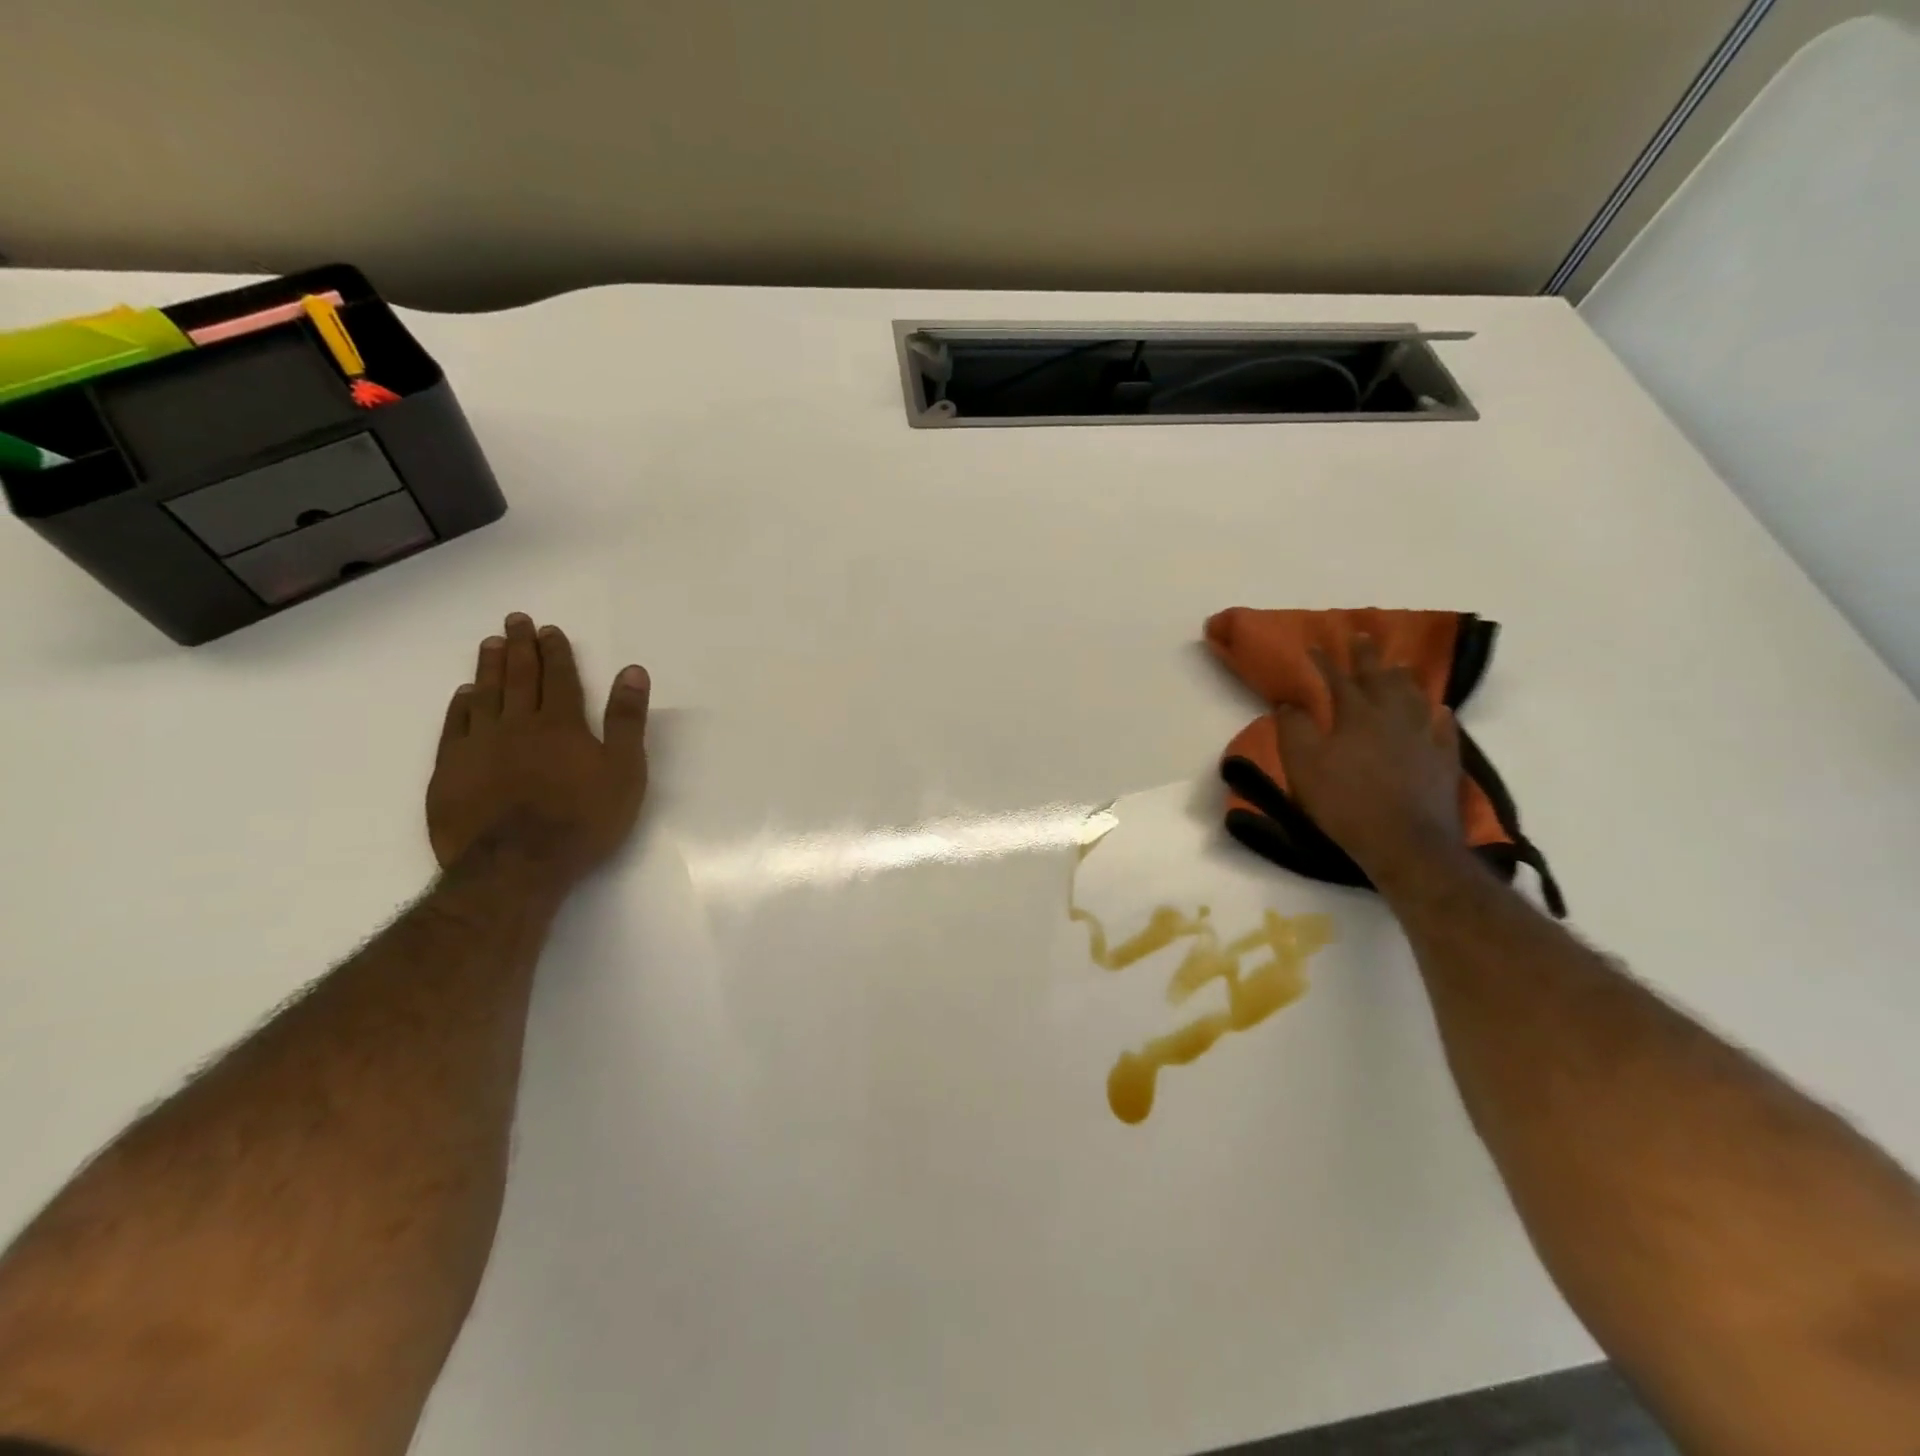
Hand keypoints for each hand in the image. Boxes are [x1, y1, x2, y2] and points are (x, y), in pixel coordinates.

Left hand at [427, 614, 650, 886]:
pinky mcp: (450, 771)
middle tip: (514, 620)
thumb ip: (626, 719)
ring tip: (489, 644)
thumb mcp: (624, 771)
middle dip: (519, 647)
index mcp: (561, 724)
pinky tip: (464, 695)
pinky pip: (454, 727)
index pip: (559, 678)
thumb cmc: (582, 820)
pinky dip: (460, 706)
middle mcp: (517, 724)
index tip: (549, 629)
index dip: (555, 652)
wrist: (517, 866)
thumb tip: (632, 671)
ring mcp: (479, 746)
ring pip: (484, 695)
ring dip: (488, 667)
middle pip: (518, 677)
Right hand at [1272, 636, 1465, 887]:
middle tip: (1363, 636)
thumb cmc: (1344, 802)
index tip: (1315, 645)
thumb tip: (1289, 702)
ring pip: (1415, 698)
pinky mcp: (1444, 762)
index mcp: (1356, 716)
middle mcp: (1393, 717)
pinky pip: (1444, 730)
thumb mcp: (1303, 765)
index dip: (1325, 661)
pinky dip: (1439, 716)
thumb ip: (1294, 729)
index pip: (1337, 679)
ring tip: (1400, 666)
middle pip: (1380, 679)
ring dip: (1404, 679)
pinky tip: (1440, 710)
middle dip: (1368, 657)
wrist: (1404, 842)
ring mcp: (1424, 738)